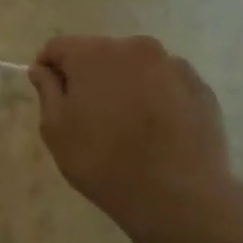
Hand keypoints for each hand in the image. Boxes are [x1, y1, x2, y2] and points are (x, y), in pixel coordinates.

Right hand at [29, 35, 242, 242]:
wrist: (177, 195)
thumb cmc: (102, 161)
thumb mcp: (56, 130)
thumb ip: (47, 91)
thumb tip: (42, 70)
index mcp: (94, 54)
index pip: (57, 47)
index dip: (47, 68)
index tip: (50, 96)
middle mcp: (135, 48)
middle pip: (98, 53)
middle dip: (87, 76)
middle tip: (86, 115)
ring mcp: (173, 65)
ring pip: (134, 67)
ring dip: (122, 85)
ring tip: (124, 124)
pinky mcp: (200, 87)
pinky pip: (164, 82)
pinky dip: (153, 96)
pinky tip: (153, 130)